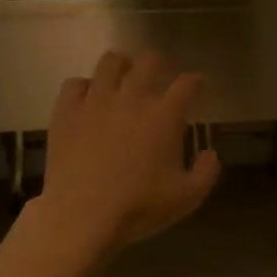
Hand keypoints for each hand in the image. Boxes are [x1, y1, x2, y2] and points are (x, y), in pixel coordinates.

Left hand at [37, 50, 221, 255]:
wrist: (82, 216)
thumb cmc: (139, 207)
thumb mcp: (187, 198)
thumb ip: (207, 172)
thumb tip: (210, 154)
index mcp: (165, 115)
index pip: (187, 83)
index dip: (197, 81)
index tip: (199, 86)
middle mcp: (132, 97)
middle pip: (149, 60)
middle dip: (160, 64)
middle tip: (161, 76)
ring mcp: (96, 101)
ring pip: (110, 62)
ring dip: (122, 67)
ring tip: (124, 79)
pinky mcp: (66, 111)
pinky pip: (75, 83)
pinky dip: (85, 88)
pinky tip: (89, 100)